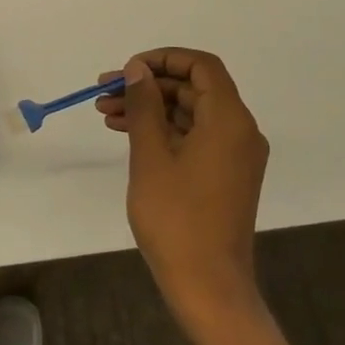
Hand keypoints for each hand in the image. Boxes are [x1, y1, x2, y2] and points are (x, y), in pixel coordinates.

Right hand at [96, 49, 268, 327]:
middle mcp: (239, 131)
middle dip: (148, 86)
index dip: (163, 59)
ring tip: (105, 113)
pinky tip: (127, 134)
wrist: (207, 285)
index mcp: (229, 120)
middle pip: (193, 89)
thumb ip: (145, 105)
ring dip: (150, 109)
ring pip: (190, 113)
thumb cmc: (176, 218)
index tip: (127, 69)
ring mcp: (234, 155)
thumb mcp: (151, 156)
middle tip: (105, 92)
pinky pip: (194, 137)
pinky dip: (163, 131)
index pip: (201, 66)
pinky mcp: (224, 175)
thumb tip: (138, 69)